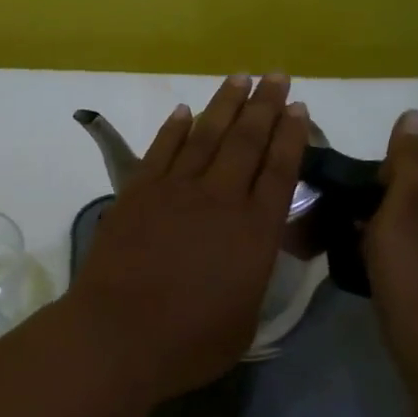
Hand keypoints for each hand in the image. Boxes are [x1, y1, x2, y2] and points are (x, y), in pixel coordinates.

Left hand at [67, 74, 308, 408]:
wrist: (119, 333)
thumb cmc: (190, 341)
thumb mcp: (246, 319)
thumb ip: (253, 276)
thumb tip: (253, 254)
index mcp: (254, 230)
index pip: (280, 170)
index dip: (291, 135)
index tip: (298, 107)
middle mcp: (219, 198)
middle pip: (247, 141)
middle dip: (264, 105)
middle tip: (276, 75)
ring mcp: (174, 190)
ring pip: (205, 135)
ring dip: (224, 104)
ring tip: (239, 77)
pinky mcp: (137, 192)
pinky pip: (161, 150)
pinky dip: (174, 128)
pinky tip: (184, 111)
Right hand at [364, 109, 417, 374]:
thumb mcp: (405, 207)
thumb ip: (407, 160)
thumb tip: (415, 114)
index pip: (410, 163)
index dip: (370, 178)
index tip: (338, 200)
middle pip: (409, 194)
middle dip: (368, 207)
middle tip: (329, 227)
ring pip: (407, 225)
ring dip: (372, 233)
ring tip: (339, 250)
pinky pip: (411, 253)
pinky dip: (387, 256)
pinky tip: (365, 271)